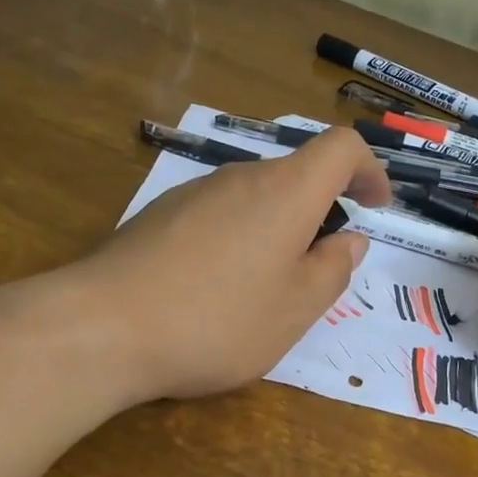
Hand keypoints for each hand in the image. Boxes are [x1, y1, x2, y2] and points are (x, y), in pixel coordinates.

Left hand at [75, 128, 392, 401]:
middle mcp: (239, 178)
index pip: (341, 148)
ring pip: (254, 198)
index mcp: (285, 193)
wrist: (102, 328)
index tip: (375, 206)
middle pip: (295, 175)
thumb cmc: (217, 321)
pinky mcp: (158, 216)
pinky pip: (217, 216)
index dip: (369, 169)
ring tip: (264, 290)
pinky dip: (237, 240)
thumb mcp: (295, 309)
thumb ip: (333, 270)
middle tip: (319, 270)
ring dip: (276, 231)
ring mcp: (193, 194)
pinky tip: (214, 290)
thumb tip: (349, 240)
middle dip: (320, 212)